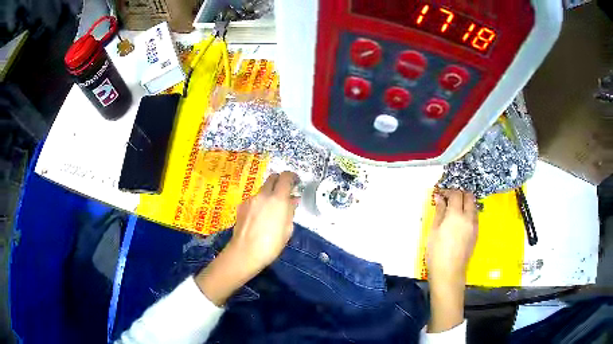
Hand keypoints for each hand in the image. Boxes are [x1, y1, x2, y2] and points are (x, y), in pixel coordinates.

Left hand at [195, 172, 298, 305]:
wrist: (245, 252)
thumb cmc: (271, 244)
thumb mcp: (287, 229)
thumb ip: (290, 211)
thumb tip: (292, 200)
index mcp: (278, 199)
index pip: (286, 177)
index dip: (292, 177)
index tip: (296, 182)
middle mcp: (263, 195)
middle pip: (272, 178)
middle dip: (280, 181)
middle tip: (284, 192)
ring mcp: (250, 199)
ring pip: (262, 190)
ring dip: (268, 194)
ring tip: (271, 209)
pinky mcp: (241, 206)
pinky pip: (253, 199)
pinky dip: (259, 203)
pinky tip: (258, 217)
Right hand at [426, 189, 477, 332]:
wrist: (449, 273)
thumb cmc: (436, 253)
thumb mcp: (433, 231)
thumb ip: (439, 212)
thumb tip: (439, 197)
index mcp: (456, 215)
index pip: (456, 194)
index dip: (448, 191)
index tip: (440, 194)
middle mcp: (469, 217)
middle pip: (469, 196)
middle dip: (460, 193)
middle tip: (449, 199)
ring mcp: (474, 225)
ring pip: (473, 205)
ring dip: (465, 203)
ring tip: (454, 210)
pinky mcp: (476, 233)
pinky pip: (474, 216)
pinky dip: (468, 212)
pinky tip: (459, 221)